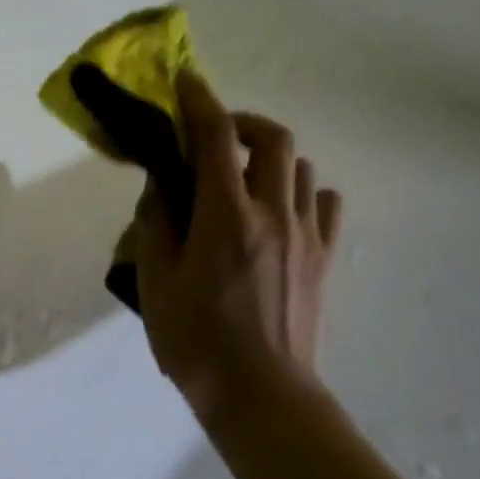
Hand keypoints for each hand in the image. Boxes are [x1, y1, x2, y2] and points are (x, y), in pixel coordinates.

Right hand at [134, 72, 342, 420]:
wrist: (262, 395)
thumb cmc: (196, 341)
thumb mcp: (155, 283)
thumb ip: (156, 224)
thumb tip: (161, 184)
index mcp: (226, 216)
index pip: (216, 137)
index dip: (199, 102)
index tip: (186, 83)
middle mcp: (273, 213)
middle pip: (273, 138)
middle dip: (242, 122)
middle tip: (215, 137)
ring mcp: (306, 235)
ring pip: (301, 166)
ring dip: (270, 157)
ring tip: (243, 177)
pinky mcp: (324, 258)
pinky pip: (322, 203)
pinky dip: (300, 191)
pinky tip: (278, 211)